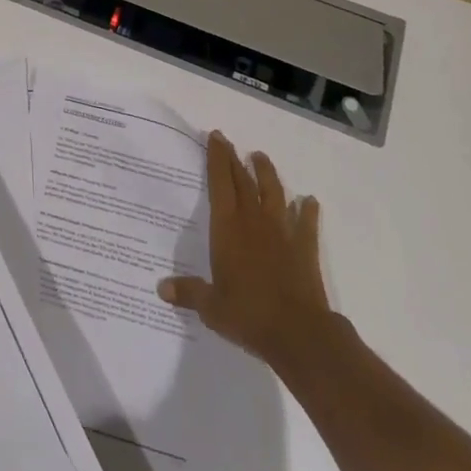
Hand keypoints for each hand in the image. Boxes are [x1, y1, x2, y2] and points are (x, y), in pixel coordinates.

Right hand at [158, 130, 336, 375]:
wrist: (298, 333)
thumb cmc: (248, 315)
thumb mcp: (211, 307)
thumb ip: (188, 292)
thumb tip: (161, 288)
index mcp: (227, 229)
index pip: (219, 184)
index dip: (217, 159)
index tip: (215, 137)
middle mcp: (253, 222)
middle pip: (243, 182)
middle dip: (234, 159)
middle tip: (228, 142)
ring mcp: (282, 232)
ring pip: (274, 193)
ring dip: (266, 173)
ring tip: (260, 157)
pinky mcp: (304, 248)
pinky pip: (306, 222)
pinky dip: (307, 210)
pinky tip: (308, 201)